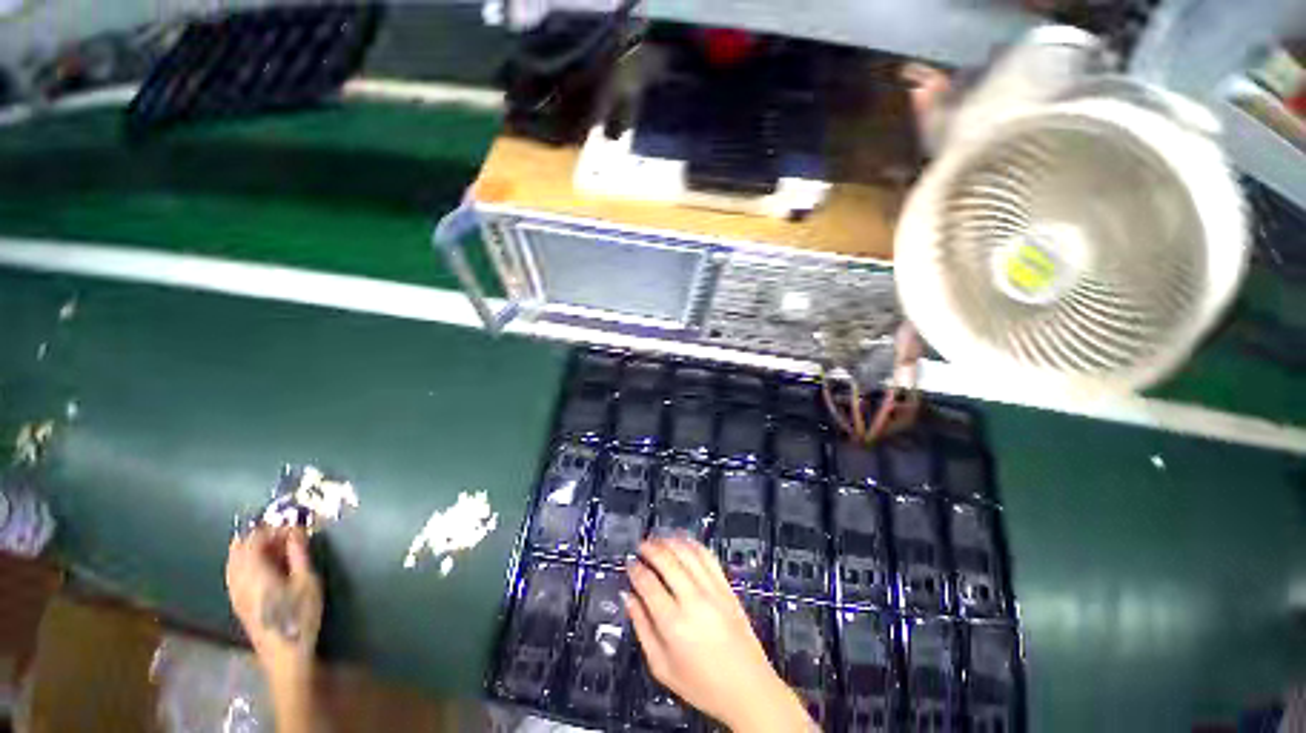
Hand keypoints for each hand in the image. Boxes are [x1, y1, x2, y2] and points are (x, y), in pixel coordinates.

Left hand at [225, 527, 322, 683]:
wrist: (285, 655)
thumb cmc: (299, 615)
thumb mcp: (307, 581)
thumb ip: (299, 553)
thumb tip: (295, 529)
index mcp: (253, 571)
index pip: (254, 538)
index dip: (273, 528)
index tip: (295, 527)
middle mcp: (238, 579)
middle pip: (239, 548)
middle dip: (260, 536)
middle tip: (286, 535)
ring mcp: (234, 592)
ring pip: (234, 560)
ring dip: (253, 549)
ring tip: (278, 548)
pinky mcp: (238, 602)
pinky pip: (235, 572)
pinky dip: (247, 562)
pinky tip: (264, 566)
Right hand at [625, 537, 812, 732]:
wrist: (748, 689)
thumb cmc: (702, 685)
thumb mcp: (661, 667)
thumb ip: (642, 629)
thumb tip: (628, 599)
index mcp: (673, 624)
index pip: (648, 583)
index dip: (635, 569)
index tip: (629, 564)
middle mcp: (693, 601)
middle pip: (667, 560)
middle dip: (650, 548)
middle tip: (640, 546)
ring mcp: (713, 590)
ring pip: (687, 552)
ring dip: (669, 541)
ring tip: (658, 539)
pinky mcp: (727, 587)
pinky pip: (708, 556)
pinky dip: (692, 544)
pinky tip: (683, 542)